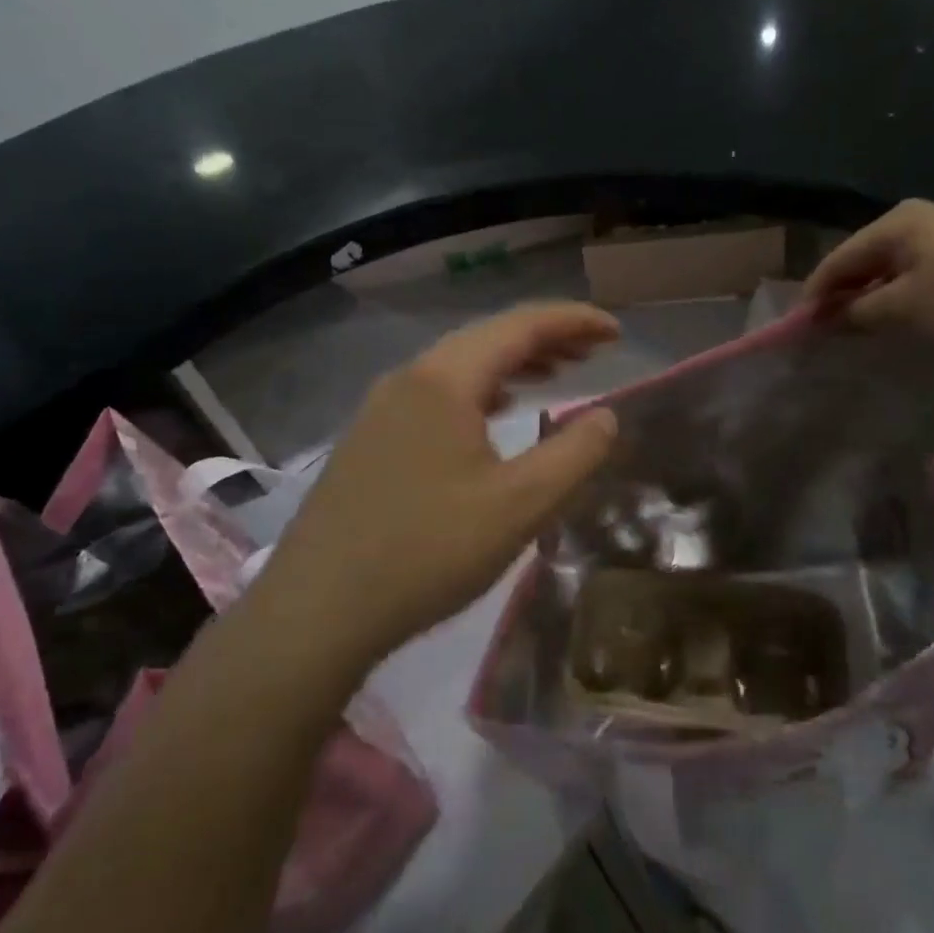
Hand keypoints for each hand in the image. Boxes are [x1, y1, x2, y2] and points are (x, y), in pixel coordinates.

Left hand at [249, 303, 620, 668]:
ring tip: (557, 375)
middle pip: (487, 339)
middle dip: (546, 339)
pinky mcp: (370, 439)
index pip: (520, 326)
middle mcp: (408, 378)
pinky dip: (481, 392)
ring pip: (460, 367)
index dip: (574, 321)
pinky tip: (496, 414)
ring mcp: (381, 408)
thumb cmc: (427, 552)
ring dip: (512, 365)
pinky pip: (437, 395)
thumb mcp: (519, 507)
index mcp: (444, 380)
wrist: (316, 610)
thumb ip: (573, 454)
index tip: (617, 333)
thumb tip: (606, 416)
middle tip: (594, 353)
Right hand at [806, 200, 933, 363]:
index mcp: (897, 222)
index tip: (799, 332)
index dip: (816, 296)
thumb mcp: (903, 310)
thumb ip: (855, 313)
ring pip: (888, 274)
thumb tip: (821, 321)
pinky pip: (914, 280)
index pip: (839, 259)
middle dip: (843, 299)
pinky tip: (894, 327)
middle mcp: (917, 221)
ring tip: (855, 337)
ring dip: (870, 304)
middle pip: (861, 263)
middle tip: (826, 337)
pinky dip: (898, 303)